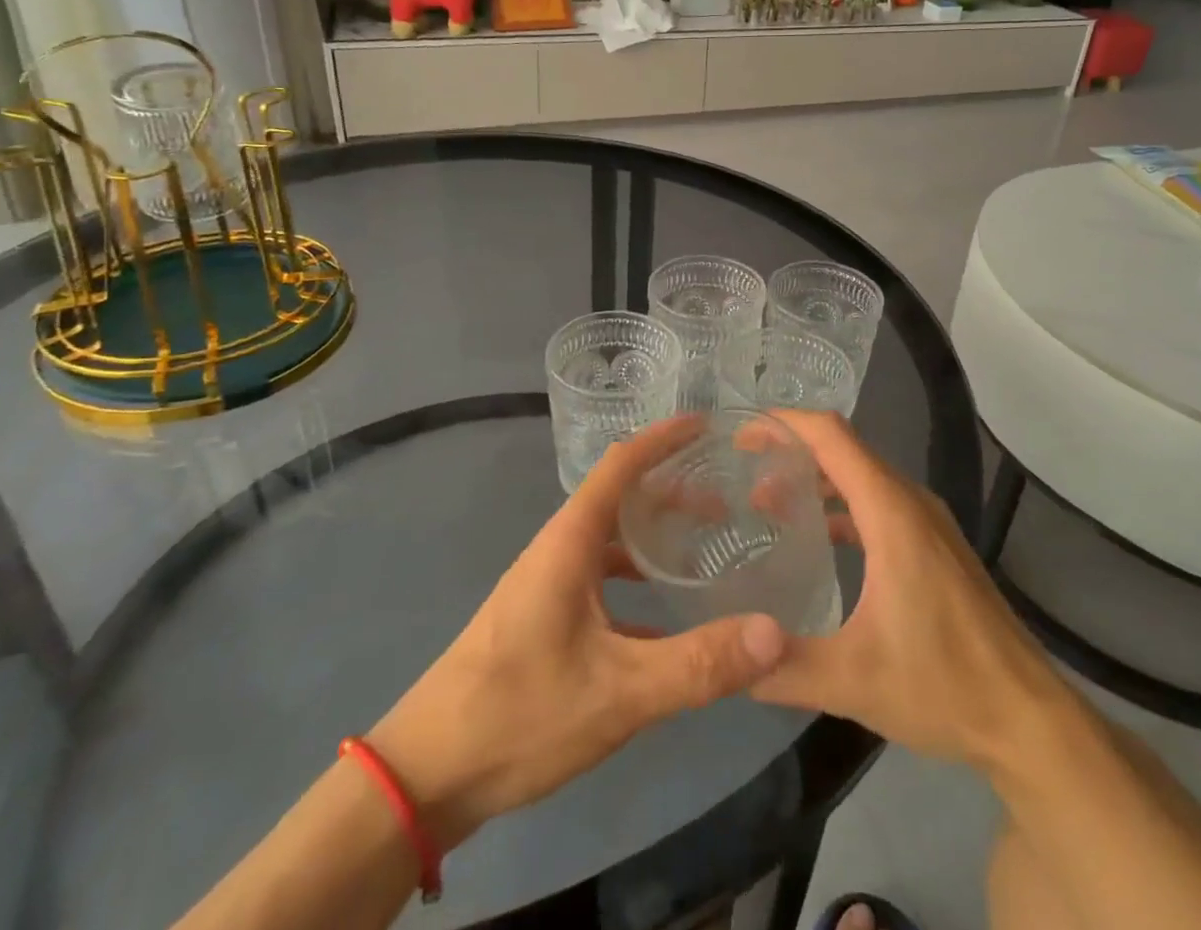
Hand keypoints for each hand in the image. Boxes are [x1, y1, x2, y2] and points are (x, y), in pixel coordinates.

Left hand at [365, 418, 787, 852]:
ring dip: (653, 537)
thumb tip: (774, 632)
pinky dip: (635, 581)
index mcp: (570, 541)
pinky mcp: (542, 621)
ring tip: (703, 549)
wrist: (425, 776)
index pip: (621, 464)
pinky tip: (666, 618)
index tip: (707, 425)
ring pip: (610, 542)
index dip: (663, 438)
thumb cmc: (520, 712)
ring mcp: (546, 587)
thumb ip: (698, 664)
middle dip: (671, 490)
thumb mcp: (620, 691)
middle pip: (620, 498)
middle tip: (726, 500)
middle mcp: (558, 551)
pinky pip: (600, 581)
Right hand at [750, 412, 1068, 772]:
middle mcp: (910, 502)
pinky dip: (842, 507)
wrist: (1028, 719)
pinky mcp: (936, 547)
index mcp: (891, 512)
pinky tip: (817, 541)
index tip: (741, 435)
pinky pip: (879, 504)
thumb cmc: (944, 685)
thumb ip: (782, 666)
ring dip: (816, 480)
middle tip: (741, 474)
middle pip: (844, 450)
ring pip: (862, 477)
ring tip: (767, 504)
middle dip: (791, 451)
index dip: (784, 423)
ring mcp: (928, 523)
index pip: (831, 436)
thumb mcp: (852, 681)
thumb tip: (729, 657)